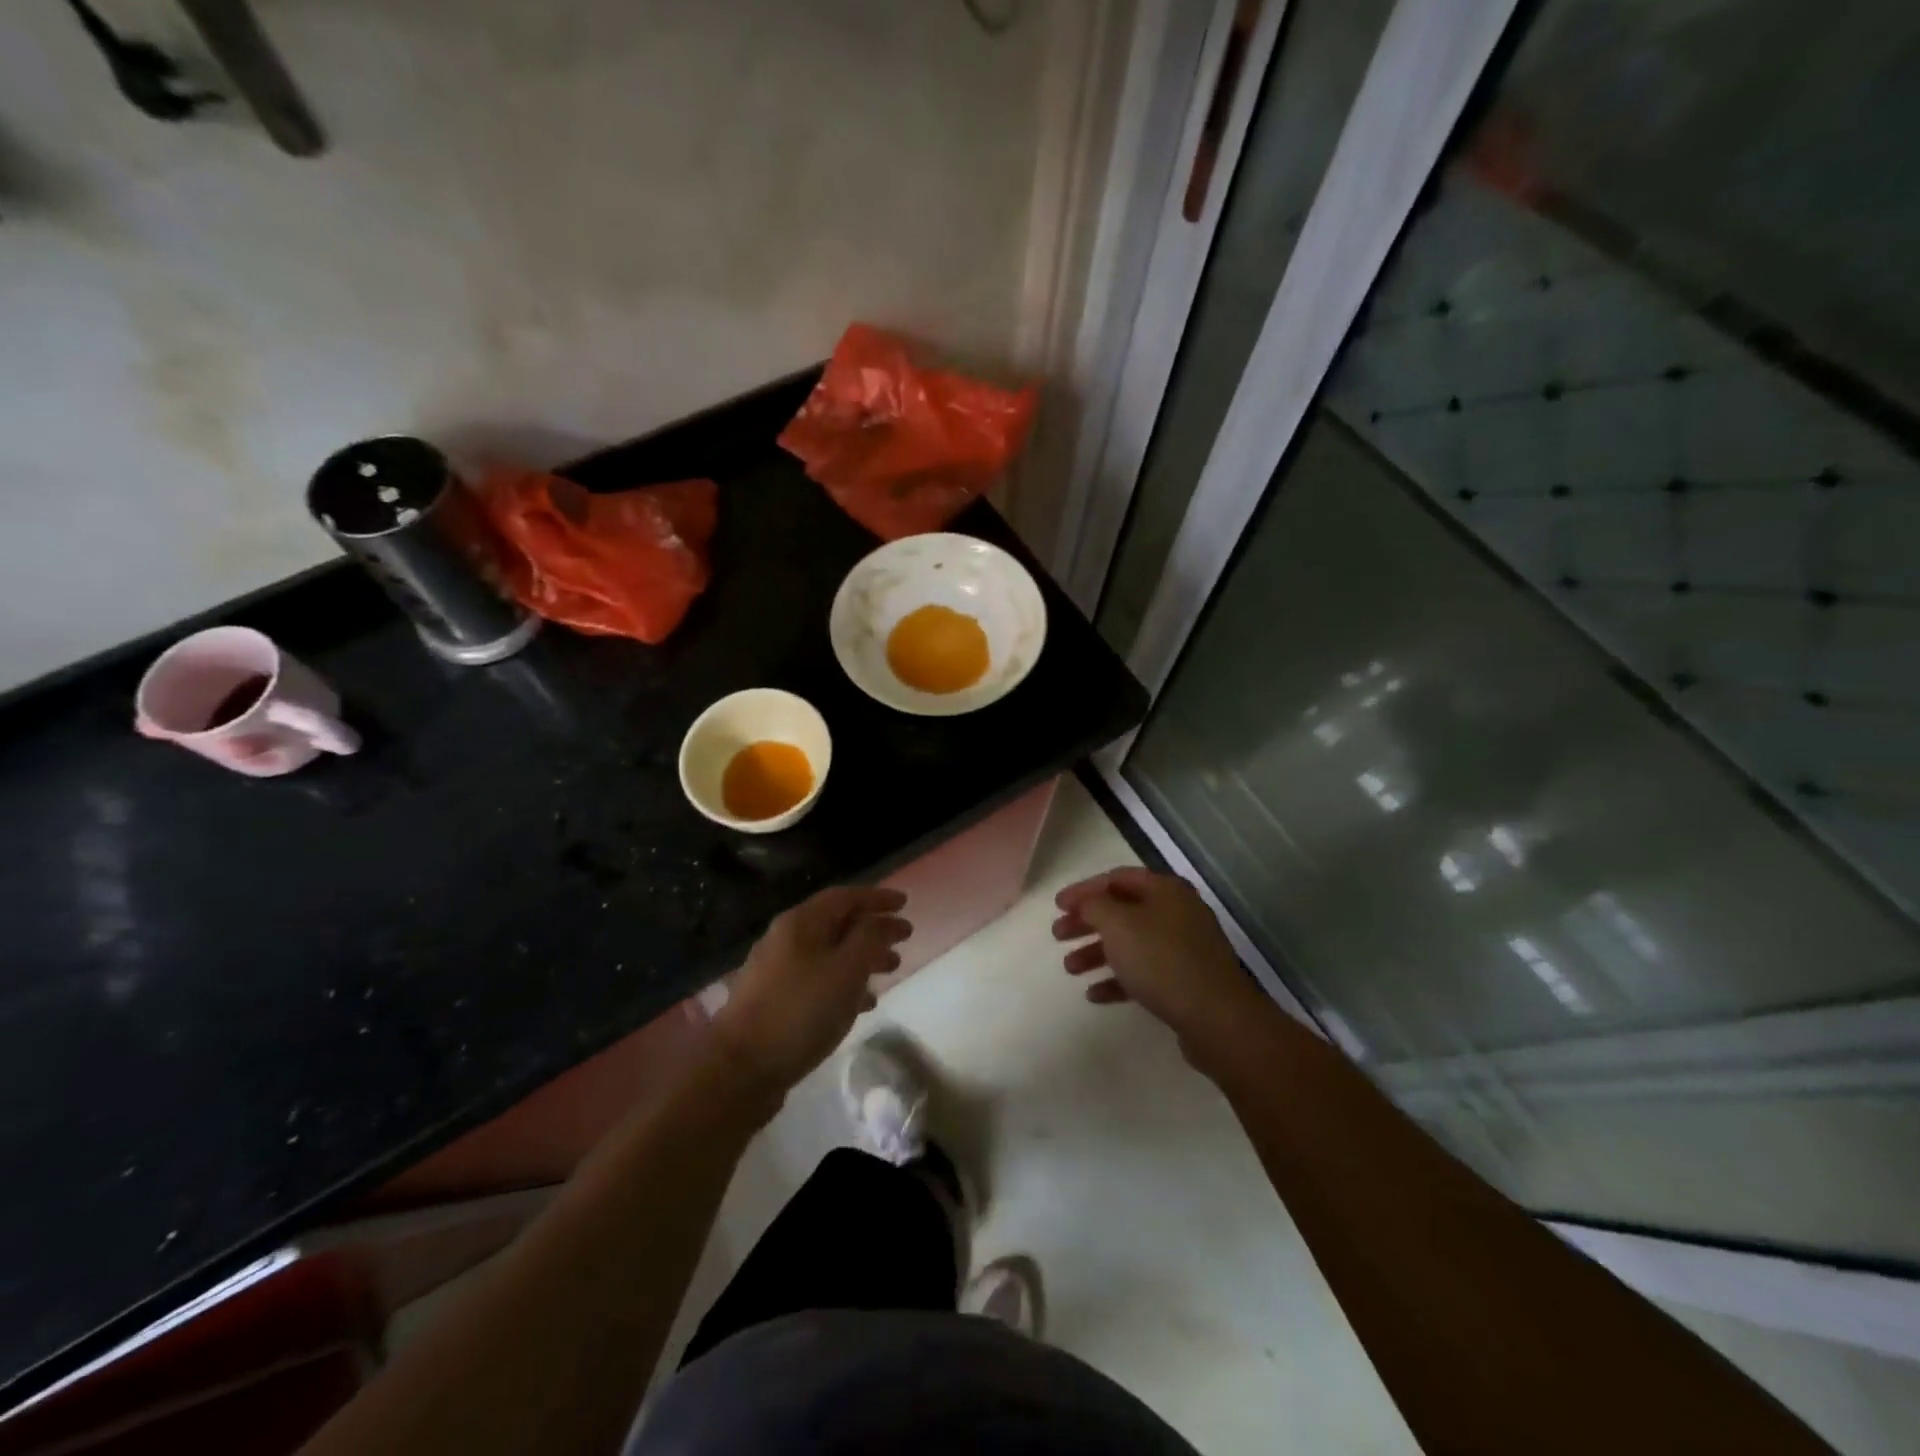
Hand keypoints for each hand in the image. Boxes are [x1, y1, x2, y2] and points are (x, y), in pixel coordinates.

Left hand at [711, 885, 911, 1092]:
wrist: (741, 1067)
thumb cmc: (801, 1010)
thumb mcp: (847, 969)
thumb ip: (871, 938)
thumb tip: (885, 920)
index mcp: (801, 922)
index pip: (846, 896)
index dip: (877, 897)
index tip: (905, 903)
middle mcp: (786, 938)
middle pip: (837, 923)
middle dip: (873, 929)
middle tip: (903, 940)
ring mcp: (777, 970)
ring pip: (829, 953)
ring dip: (862, 957)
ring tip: (891, 970)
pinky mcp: (774, 1000)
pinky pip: (818, 979)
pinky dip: (844, 983)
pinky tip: (863, 1003)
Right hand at [1053, 868, 1266, 1063]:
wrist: (1216, 1017)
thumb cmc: (1161, 960)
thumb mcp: (1118, 924)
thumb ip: (1094, 905)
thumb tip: (1088, 901)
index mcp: (1165, 890)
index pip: (1116, 878)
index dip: (1084, 890)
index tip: (1057, 906)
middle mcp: (1177, 912)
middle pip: (1122, 911)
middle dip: (1087, 923)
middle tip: (1058, 936)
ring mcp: (1184, 948)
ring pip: (1131, 943)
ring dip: (1097, 953)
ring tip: (1070, 969)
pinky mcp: (1185, 981)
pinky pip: (1144, 972)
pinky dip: (1118, 979)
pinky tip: (1095, 994)